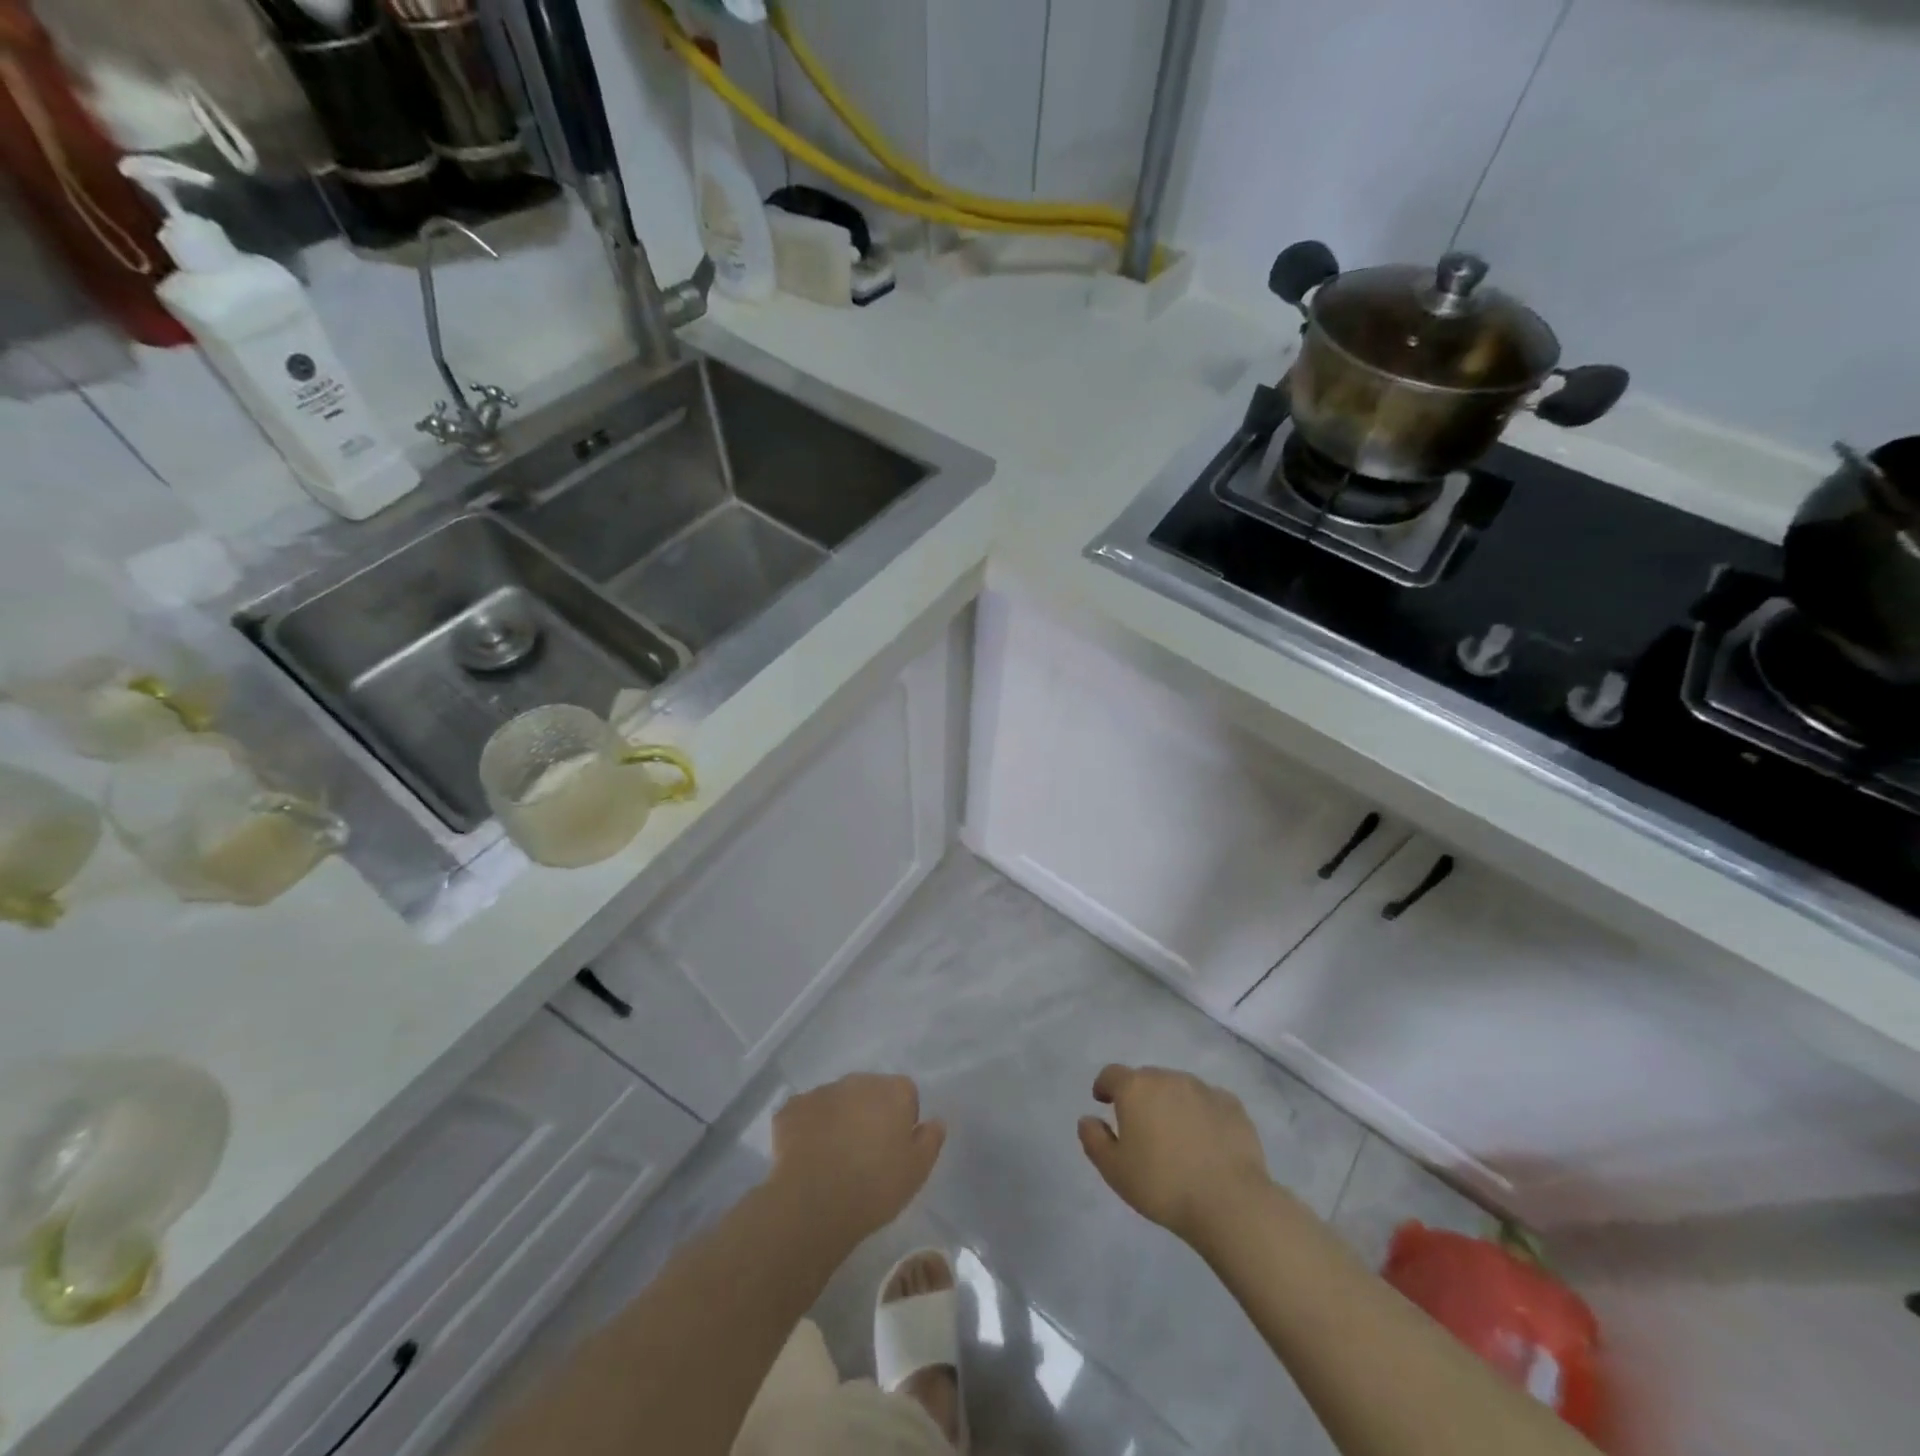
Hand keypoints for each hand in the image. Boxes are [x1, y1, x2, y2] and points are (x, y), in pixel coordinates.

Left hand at [770, 1073, 945, 1242]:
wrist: (814, 1202)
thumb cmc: (875, 1186)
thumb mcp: (917, 1170)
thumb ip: (930, 1139)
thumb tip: (934, 1121)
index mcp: (893, 1090)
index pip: (906, 1094)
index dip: (903, 1120)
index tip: (895, 1149)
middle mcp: (858, 1080)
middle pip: (869, 1092)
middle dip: (869, 1114)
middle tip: (865, 1154)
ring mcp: (822, 1091)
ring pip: (836, 1101)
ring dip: (838, 1119)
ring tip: (834, 1159)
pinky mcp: (791, 1109)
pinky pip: (805, 1114)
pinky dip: (807, 1129)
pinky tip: (807, 1157)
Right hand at [1077, 1064, 1272, 1245]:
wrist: (1230, 1202)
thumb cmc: (1163, 1185)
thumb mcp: (1115, 1171)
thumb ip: (1094, 1140)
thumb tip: (1087, 1119)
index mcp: (1135, 1088)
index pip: (1112, 1074)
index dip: (1105, 1086)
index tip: (1103, 1101)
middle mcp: (1168, 1078)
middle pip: (1147, 1079)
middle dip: (1140, 1096)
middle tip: (1141, 1127)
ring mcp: (1203, 1089)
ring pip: (1179, 1088)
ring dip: (1172, 1104)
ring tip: (1176, 1137)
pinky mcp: (1232, 1105)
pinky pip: (1208, 1102)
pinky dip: (1202, 1114)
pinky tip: (1207, 1142)